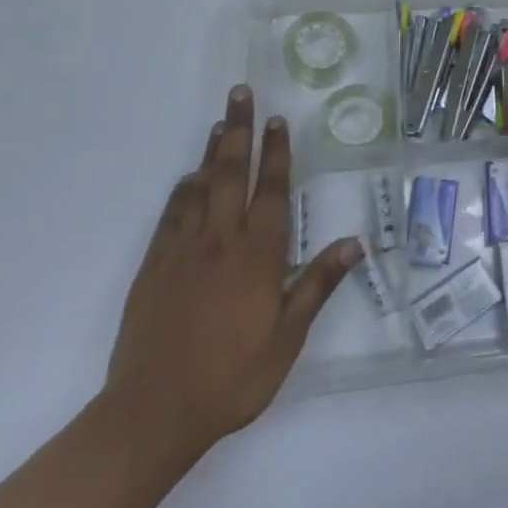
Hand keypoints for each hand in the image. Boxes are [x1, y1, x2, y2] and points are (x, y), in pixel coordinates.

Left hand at [102, 85, 360, 475]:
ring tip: (221, 123)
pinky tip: (189, 177)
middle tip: (241, 93)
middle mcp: (221, 240)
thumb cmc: (231, 377)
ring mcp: (183, 250)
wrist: (152, 413)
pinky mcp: (154, 266)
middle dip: (240, 130)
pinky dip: (183, 189)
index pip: (271, 191)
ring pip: (201, 186)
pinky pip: (172, 214)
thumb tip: (355, 243)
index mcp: (257, 255)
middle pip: (232, 173)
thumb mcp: (287, 339)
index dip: (276, 153)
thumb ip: (317, 285)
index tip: (277, 120)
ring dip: (213, 152)